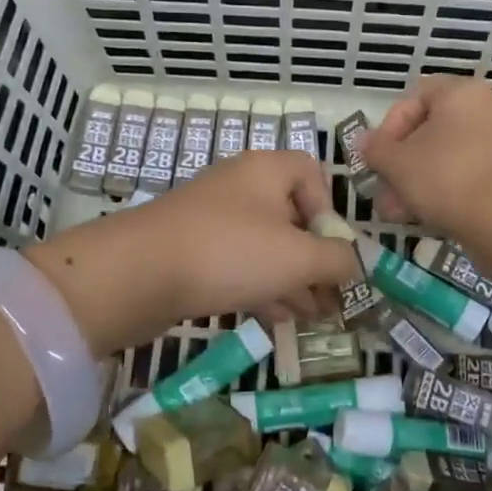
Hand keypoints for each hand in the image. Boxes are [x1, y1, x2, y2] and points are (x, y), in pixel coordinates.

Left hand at [24, 152, 361, 354]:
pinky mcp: (191, 251)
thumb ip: (337, 260)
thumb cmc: (229, 252)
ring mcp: (211, 220)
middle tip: (331, 298)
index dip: (329, 210)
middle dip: (315, 260)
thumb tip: (354, 264)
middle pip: (291, 217)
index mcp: (267, 170)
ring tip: (311, 318)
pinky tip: (275, 320)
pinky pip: (237, 265)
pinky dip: (260, 287)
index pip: (311, 173)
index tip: (330, 247)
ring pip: (264, 247)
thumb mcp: (298, 258)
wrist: (137, 273)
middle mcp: (239, 187)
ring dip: (291, 280)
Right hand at [362, 76, 491, 236]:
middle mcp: (487, 108)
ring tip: (398, 212)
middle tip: (384, 192)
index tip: (378, 157)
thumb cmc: (446, 178)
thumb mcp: (398, 163)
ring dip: (417, 181)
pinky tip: (425, 215)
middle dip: (401, 163)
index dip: (390, 126)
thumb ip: (376, 149)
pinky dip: (445, 189)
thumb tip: (363, 141)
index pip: (415, 97)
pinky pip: (469, 171)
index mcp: (462, 93)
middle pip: (431, 130)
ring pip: (447, 155)